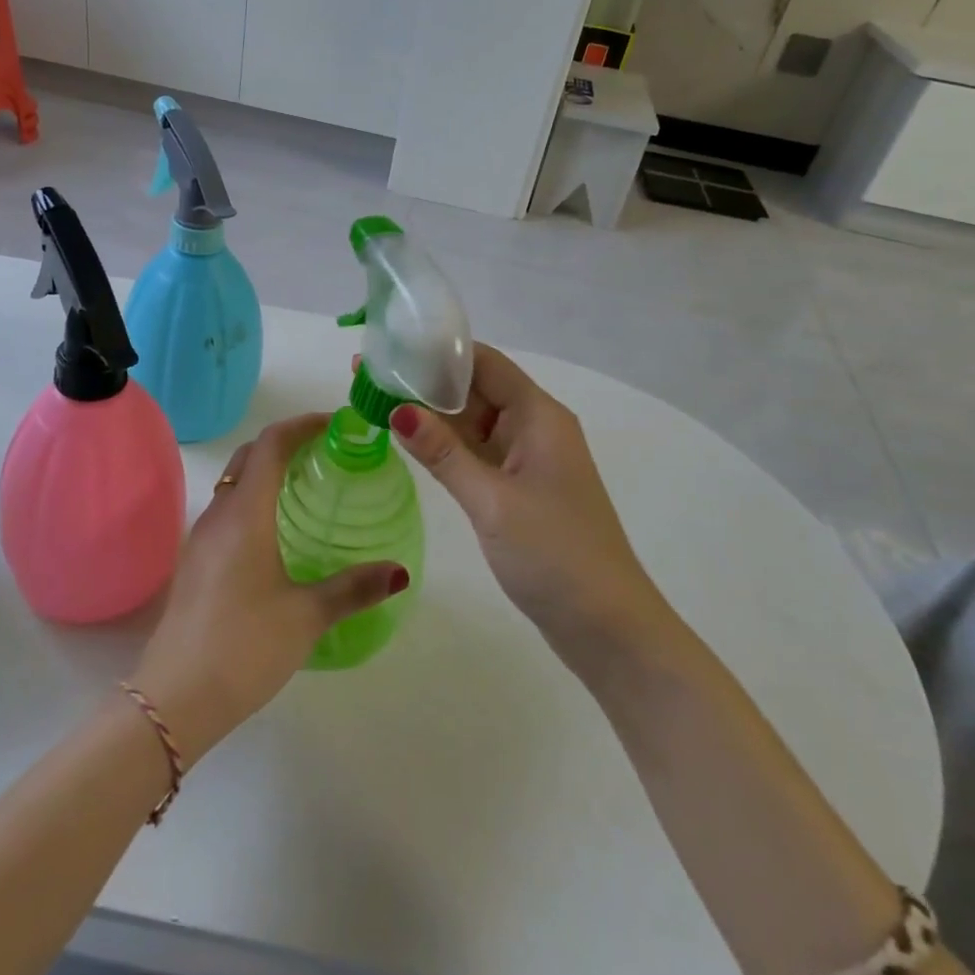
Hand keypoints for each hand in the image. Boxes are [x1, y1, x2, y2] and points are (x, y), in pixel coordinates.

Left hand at [132, 414, 408, 761]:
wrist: (174, 698)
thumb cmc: (244, 646)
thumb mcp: (306, 617)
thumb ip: (353, 588)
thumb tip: (399, 572)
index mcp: (245, 514)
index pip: (271, 444)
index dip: (302, 425)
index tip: (335, 424)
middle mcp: (219, 515)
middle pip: (250, 457)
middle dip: (286, 443)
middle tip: (327, 452)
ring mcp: (202, 539)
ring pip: (236, 484)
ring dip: (268, 472)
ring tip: (309, 487)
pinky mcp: (196, 563)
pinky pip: (229, 511)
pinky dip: (256, 501)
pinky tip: (279, 533)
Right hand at [386, 344, 659, 660]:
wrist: (607, 627)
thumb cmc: (556, 555)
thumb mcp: (492, 501)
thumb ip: (443, 453)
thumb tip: (396, 409)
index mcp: (538, 416)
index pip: (484, 363)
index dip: (437, 351)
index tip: (389, 347)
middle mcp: (533, 427)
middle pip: (474, 388)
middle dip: (424, 380)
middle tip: (367, 373)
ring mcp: (525, 459)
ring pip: (471, 421)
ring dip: (429, 412)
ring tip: (375, 398)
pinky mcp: (517, 487)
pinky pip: (475, 452)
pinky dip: (443, 444)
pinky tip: (406, 439)